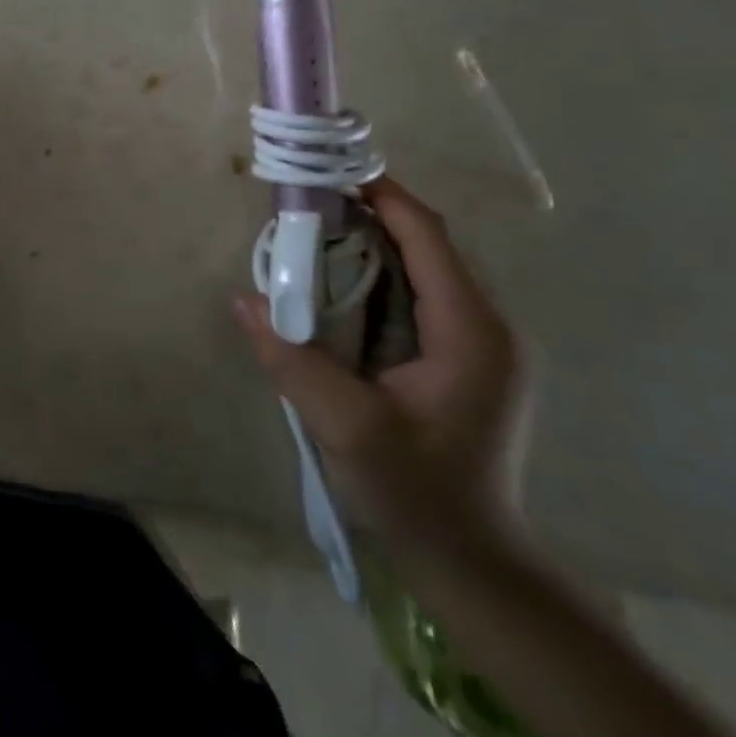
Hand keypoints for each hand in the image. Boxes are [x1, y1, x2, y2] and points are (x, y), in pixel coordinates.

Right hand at [235, 176, 525, 553]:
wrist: (472, 561)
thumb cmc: (416, 493)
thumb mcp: (345, 426)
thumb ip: (292, 358)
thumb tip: (246, 299)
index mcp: (472, 331)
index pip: (429, 236)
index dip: (383, 196)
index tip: (332, 174)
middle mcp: (489, 325)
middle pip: (431, 244)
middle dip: (374, 215)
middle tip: (312, 206)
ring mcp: (485, 343)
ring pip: (429, 268)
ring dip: (379, 243)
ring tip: (321, 235)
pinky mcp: (472, 359)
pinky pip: (427, 295)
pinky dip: (386, 275)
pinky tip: (346, 286)